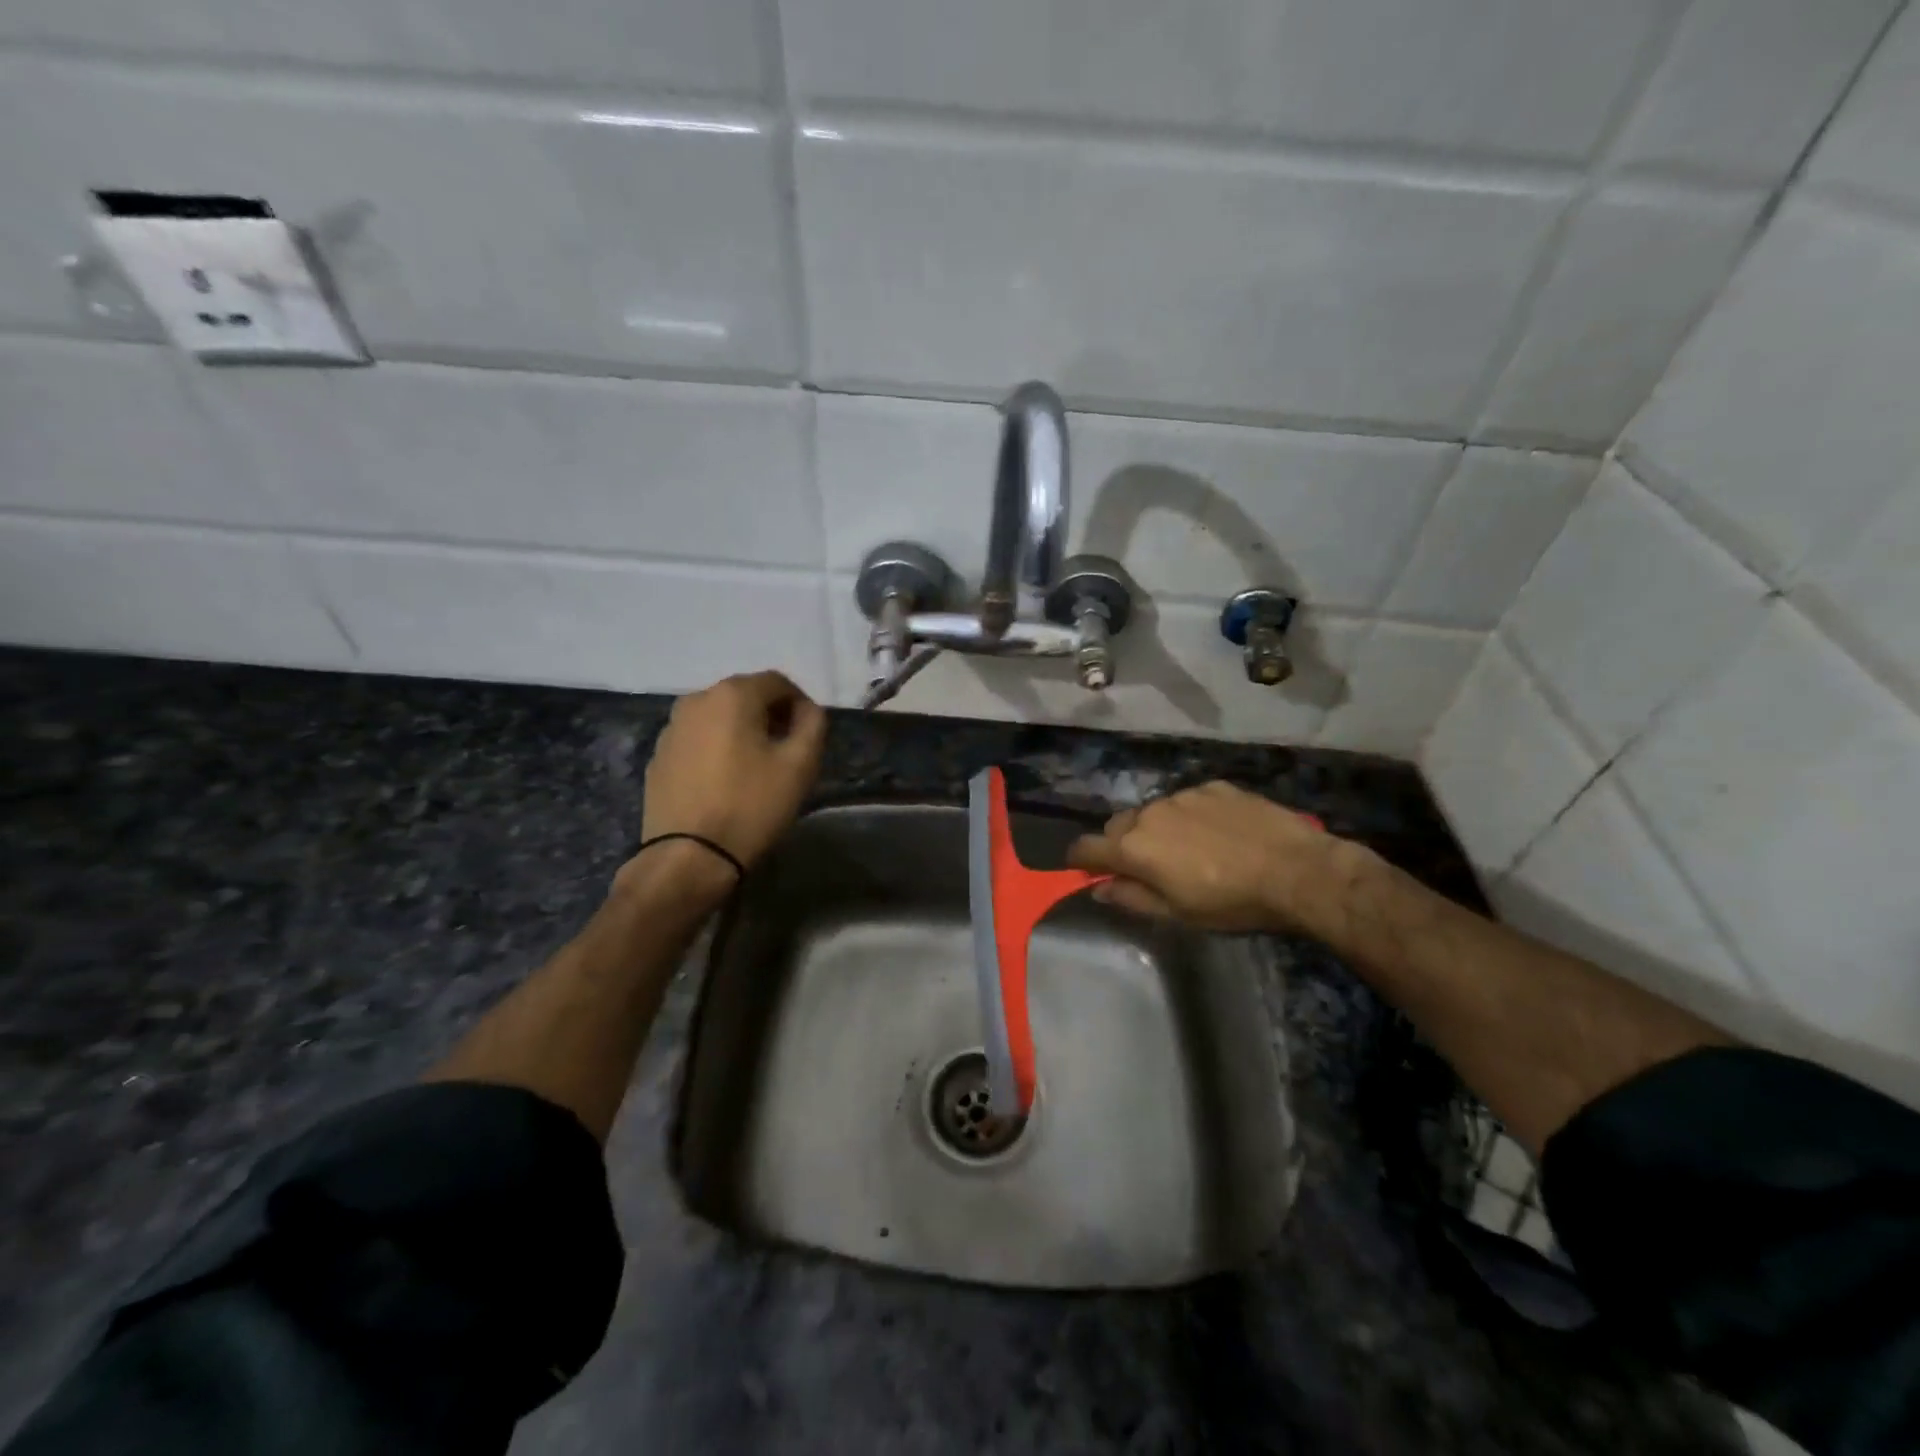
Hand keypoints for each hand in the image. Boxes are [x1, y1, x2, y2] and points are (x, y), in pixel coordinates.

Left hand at [629, 671, 828, 891]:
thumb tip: (806, 709)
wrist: (688, 857)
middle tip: (787, 752)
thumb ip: (813, 724)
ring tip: (755, 769)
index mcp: (732, 694)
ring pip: (719, 718)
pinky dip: (716, 750)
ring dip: (741, 732)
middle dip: (770, 716)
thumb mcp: (801, 765)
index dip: (800, 704)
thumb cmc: (751, 806)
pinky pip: (698, 741)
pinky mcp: (658, 757)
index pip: (777, 682)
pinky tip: (725, 783)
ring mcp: (671, 729)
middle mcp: (696, 700)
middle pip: (745, 696)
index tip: (809, 735)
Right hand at [1067, 780, 1361, 934]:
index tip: (1086, 870)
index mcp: (1134, 847)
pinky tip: (1219, 833)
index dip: (1080, 860)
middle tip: (1147, 867)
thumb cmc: (1231, 902)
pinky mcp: (1213, 786)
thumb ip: (1131, 898)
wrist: (1295, 869)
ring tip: (1189, 849)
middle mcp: (1149, 813)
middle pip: (1117, 825)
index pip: (1086, 847)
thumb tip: (1100, 889)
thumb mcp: (1177, 913)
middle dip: (1121, 844)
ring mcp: (1183, 795)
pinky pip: (1188, 800)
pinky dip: (1191, 815)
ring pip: (1154, 811)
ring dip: (1158, 828)